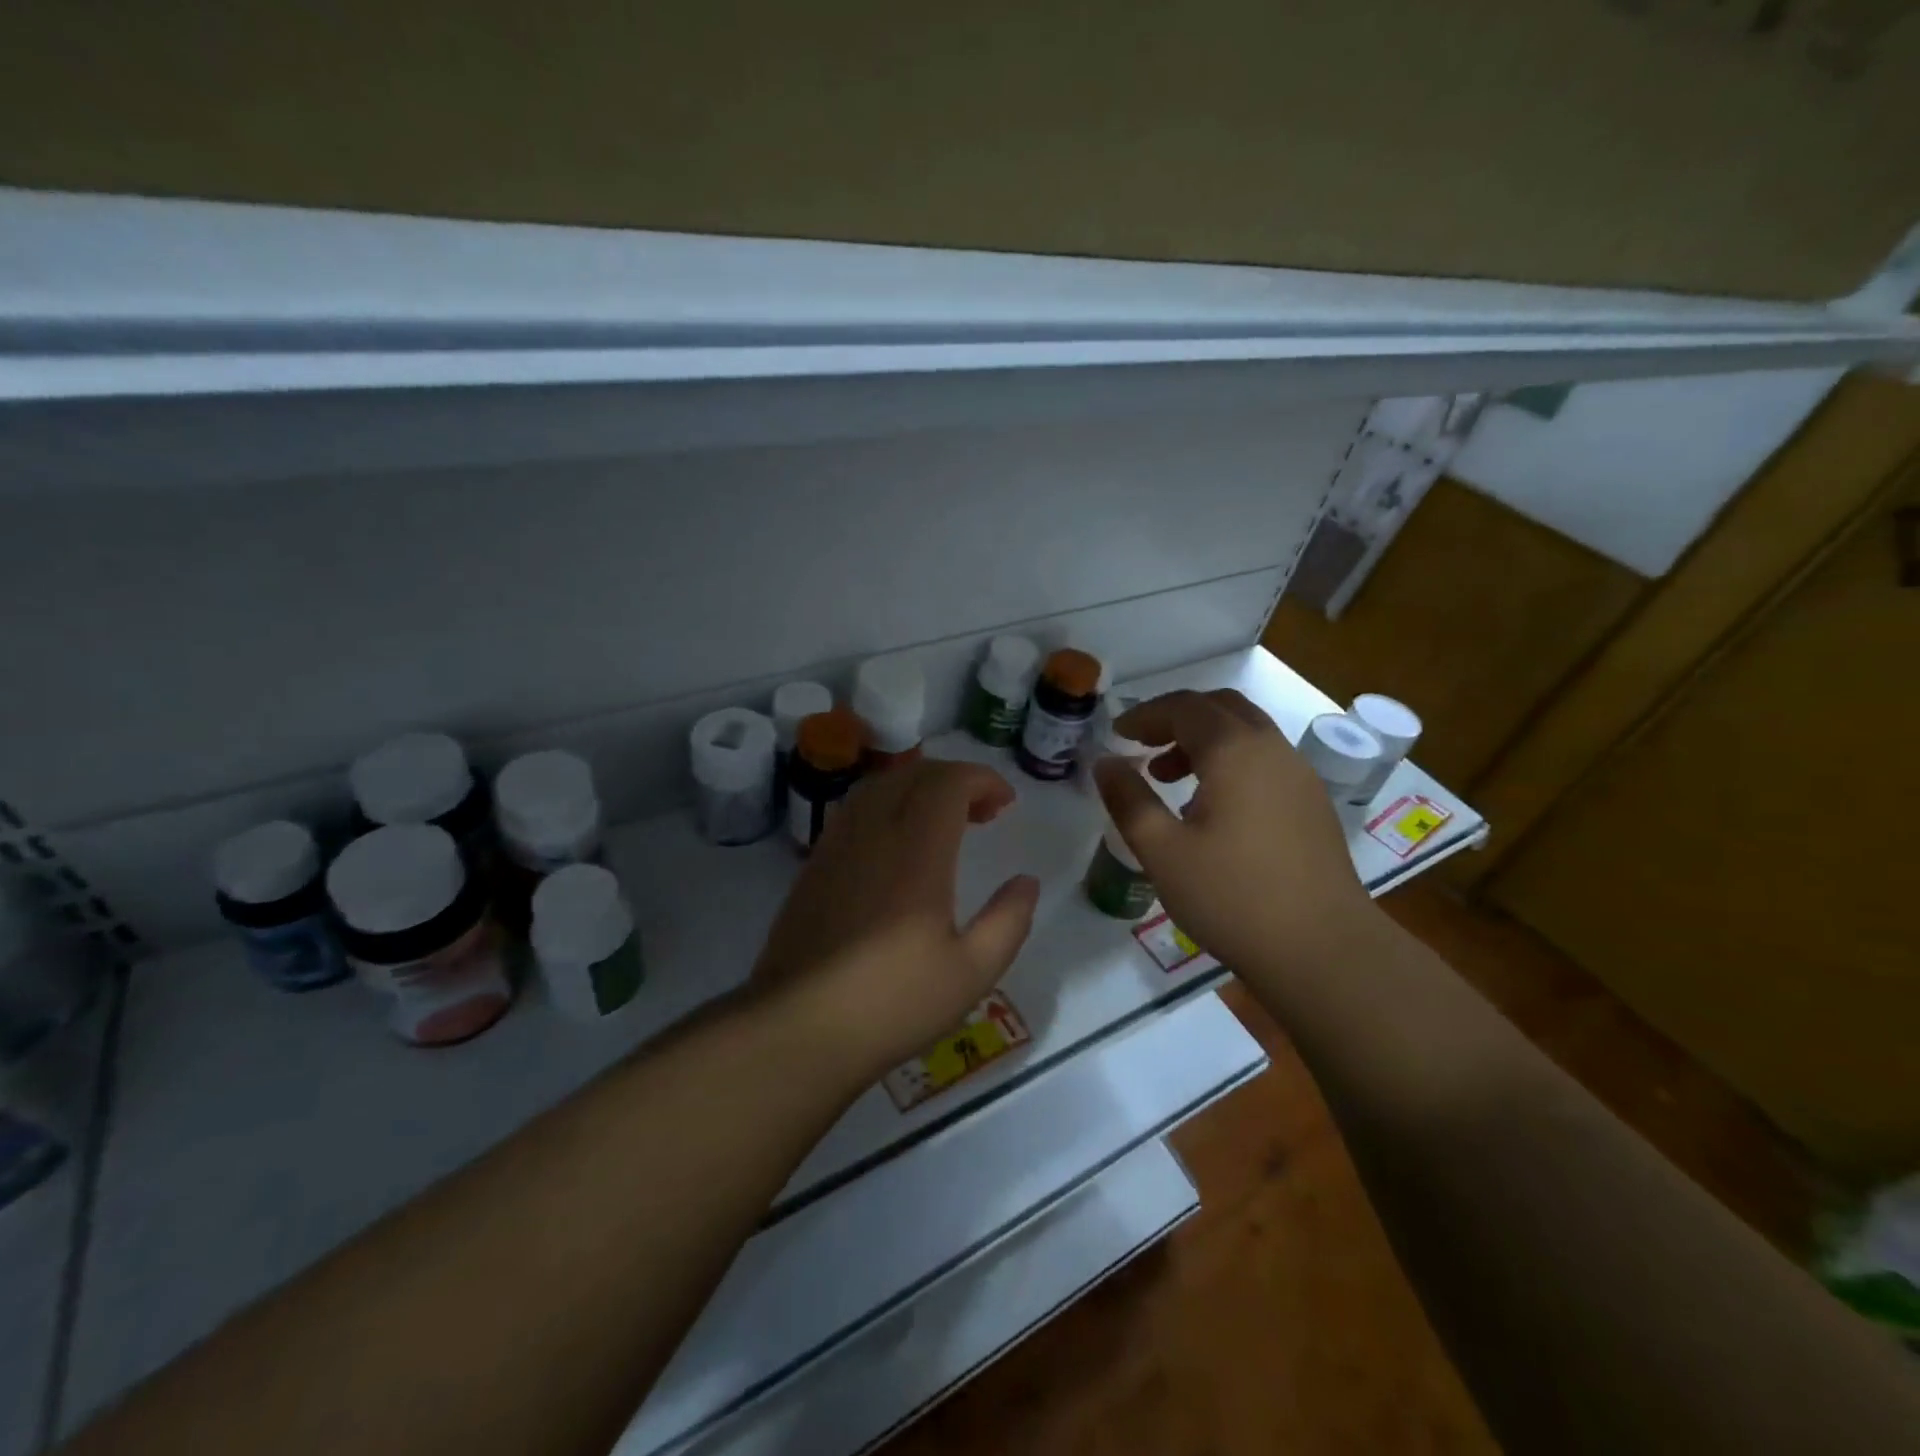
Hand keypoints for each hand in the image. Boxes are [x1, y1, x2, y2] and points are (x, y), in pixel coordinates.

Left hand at [753, 758, 1039, 1081]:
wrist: (798, 1028)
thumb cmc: (892, 1002)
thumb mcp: (972, 972)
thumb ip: (1008, 921)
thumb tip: (1026, 882)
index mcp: (916, 852)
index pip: (947, 783)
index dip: (982, 779)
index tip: (1006, 803)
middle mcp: (873, 834)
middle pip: (913, 774)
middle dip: (954, 779)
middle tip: (983, 811)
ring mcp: (836, 846)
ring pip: (878, 786)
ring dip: (917, 787)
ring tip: (943, 819)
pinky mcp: (814, 865)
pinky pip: (854, 810)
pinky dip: (886, 805)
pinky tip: (896, 844)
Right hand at [1094, 689, 1377, 977]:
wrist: (1324, 951)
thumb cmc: (1232, 897)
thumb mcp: (1162, 851)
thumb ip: (1128, 799)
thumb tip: (1104, 762)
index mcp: (1235, 751)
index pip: (1184, 707)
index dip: (1145, 715)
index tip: (1116, 736)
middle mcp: (1272, 749)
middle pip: (1221, 708)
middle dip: (1176, 718)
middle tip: (1143, 746)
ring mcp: (1299, 776)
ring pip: (1246, 732)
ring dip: (1204, 740)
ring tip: (1169, 778)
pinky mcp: (1312, 804)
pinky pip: (1264, 760)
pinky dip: (1230, 762)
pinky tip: (1211, 808)